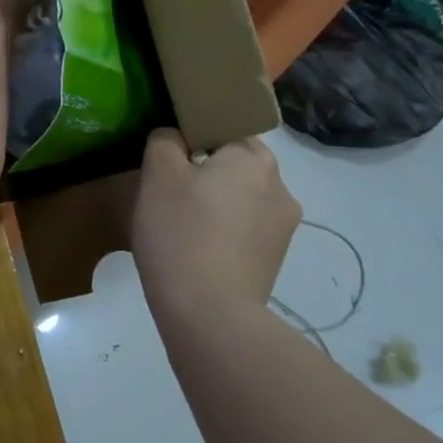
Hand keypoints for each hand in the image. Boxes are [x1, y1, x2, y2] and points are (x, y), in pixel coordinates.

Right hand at [132, 129, 300, 314]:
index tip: (169, 158)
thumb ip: (165, 141)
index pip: (224, 127)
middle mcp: (281, 186)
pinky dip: (225, 231)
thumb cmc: (181, 233)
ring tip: (182, 225)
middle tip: (169, 191)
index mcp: (254, 157)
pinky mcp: (276, 259)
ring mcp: (284, 226)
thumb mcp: (158, 175)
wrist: (209, 315)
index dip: (193, 137)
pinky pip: (246, 229)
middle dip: (206, 172)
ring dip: (217, 203)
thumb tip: (175, 137)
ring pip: (242, 197)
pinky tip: (198, 249)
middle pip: (235, 164)